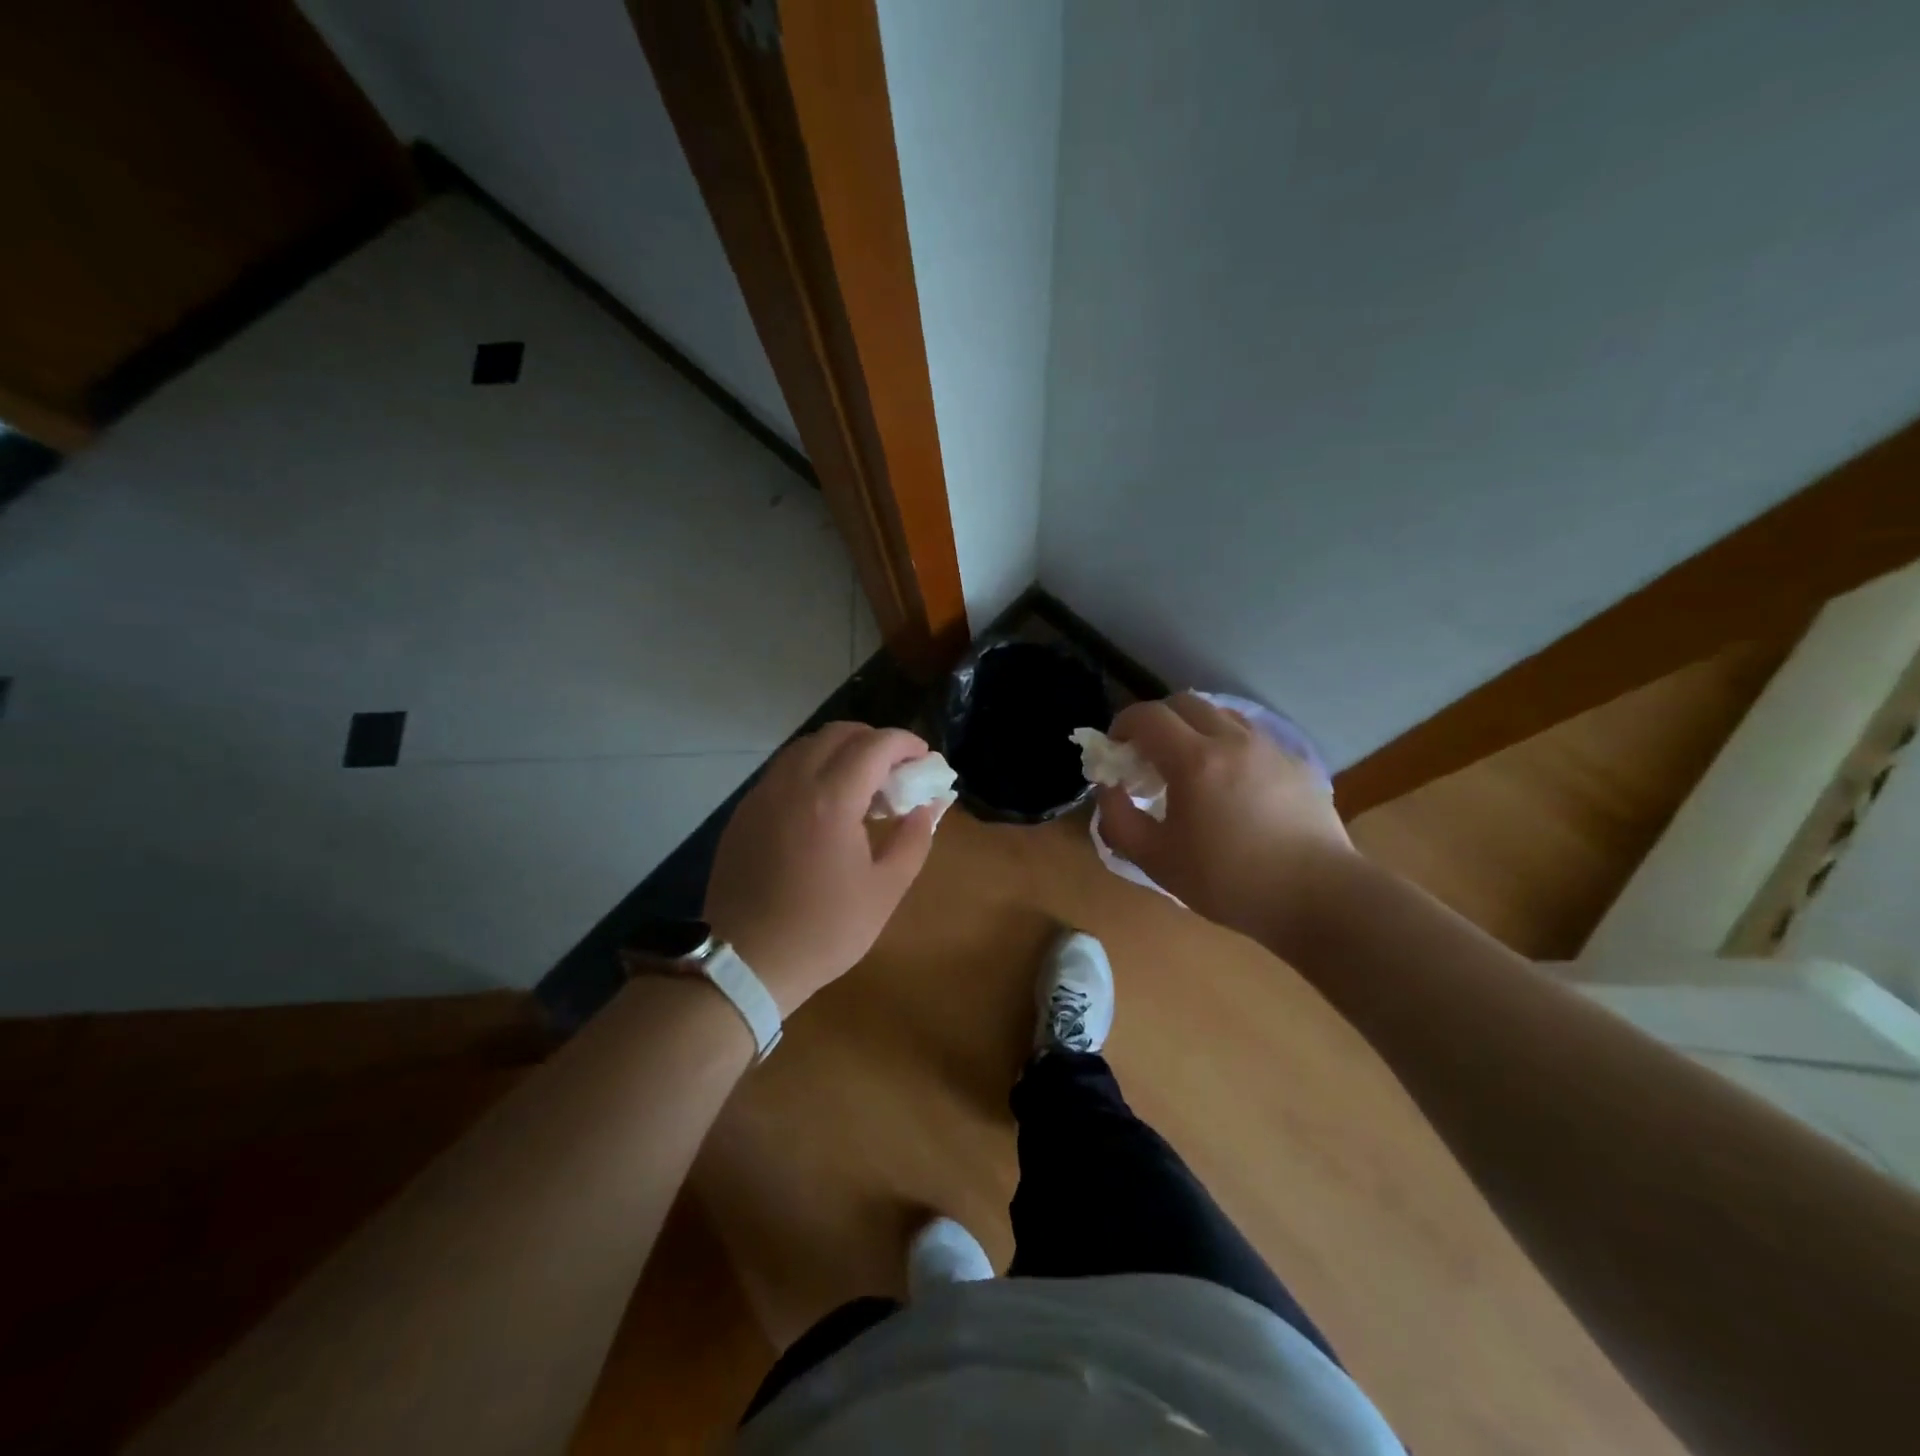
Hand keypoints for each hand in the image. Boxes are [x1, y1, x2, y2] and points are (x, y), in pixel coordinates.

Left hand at [704, 722, 938, 1015]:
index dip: (905, 742)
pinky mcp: (744, 812)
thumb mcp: (885, 891)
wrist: (744, 963)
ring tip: (861, 786)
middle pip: (837, 733)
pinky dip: (812, 769)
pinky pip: (783, 770)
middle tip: (895, 770)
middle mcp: (793, 784)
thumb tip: (928, 806)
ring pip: (806, 747)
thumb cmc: (823, 931)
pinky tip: (824, 805)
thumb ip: (914, 839)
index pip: (875, 745)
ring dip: (840, 751)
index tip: (924, 757)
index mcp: (832, 800)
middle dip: (874, 740)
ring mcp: (762, 795)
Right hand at [1097, 694, 1355, 948]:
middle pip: (1183, 702)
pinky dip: (1226, 742)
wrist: (1318, 897)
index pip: (1147, 717)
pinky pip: (1250, 735)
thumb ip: (1118, 820)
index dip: (1122, 725)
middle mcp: (1231, 740)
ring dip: (1193, 727)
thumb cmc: (1229, 881)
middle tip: (1147, 756)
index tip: (1115, 750)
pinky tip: (1229, 781)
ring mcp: (1268, 747)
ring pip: (1220, 713)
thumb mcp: (1156, 860)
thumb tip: (1108, 788)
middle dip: (1156, 721)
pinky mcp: (1294, 761)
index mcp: (1194, 761)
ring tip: (1188, 765)